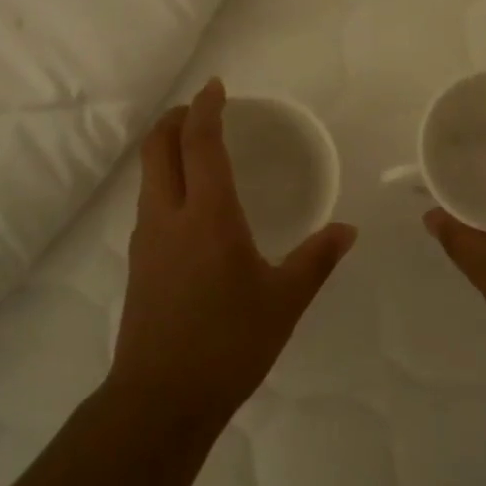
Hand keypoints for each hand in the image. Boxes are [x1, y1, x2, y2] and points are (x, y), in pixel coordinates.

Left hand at [112, 79, 357, 420]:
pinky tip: (189, 203)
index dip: (206, 108)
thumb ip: (316, 259)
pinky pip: (148, 201)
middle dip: (176, 118)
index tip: (217, 87)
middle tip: (202, 109)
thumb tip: (347, 230)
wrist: (161, 398)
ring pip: (148, 174)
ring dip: (166, 148)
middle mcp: (169, 216)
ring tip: (196, 147)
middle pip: (157, 147)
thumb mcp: (283, 302)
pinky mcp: (138, 262)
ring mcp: (146, 239)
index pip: (200, 142)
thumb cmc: (229, 344)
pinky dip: (164, 179)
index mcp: (208, 216)